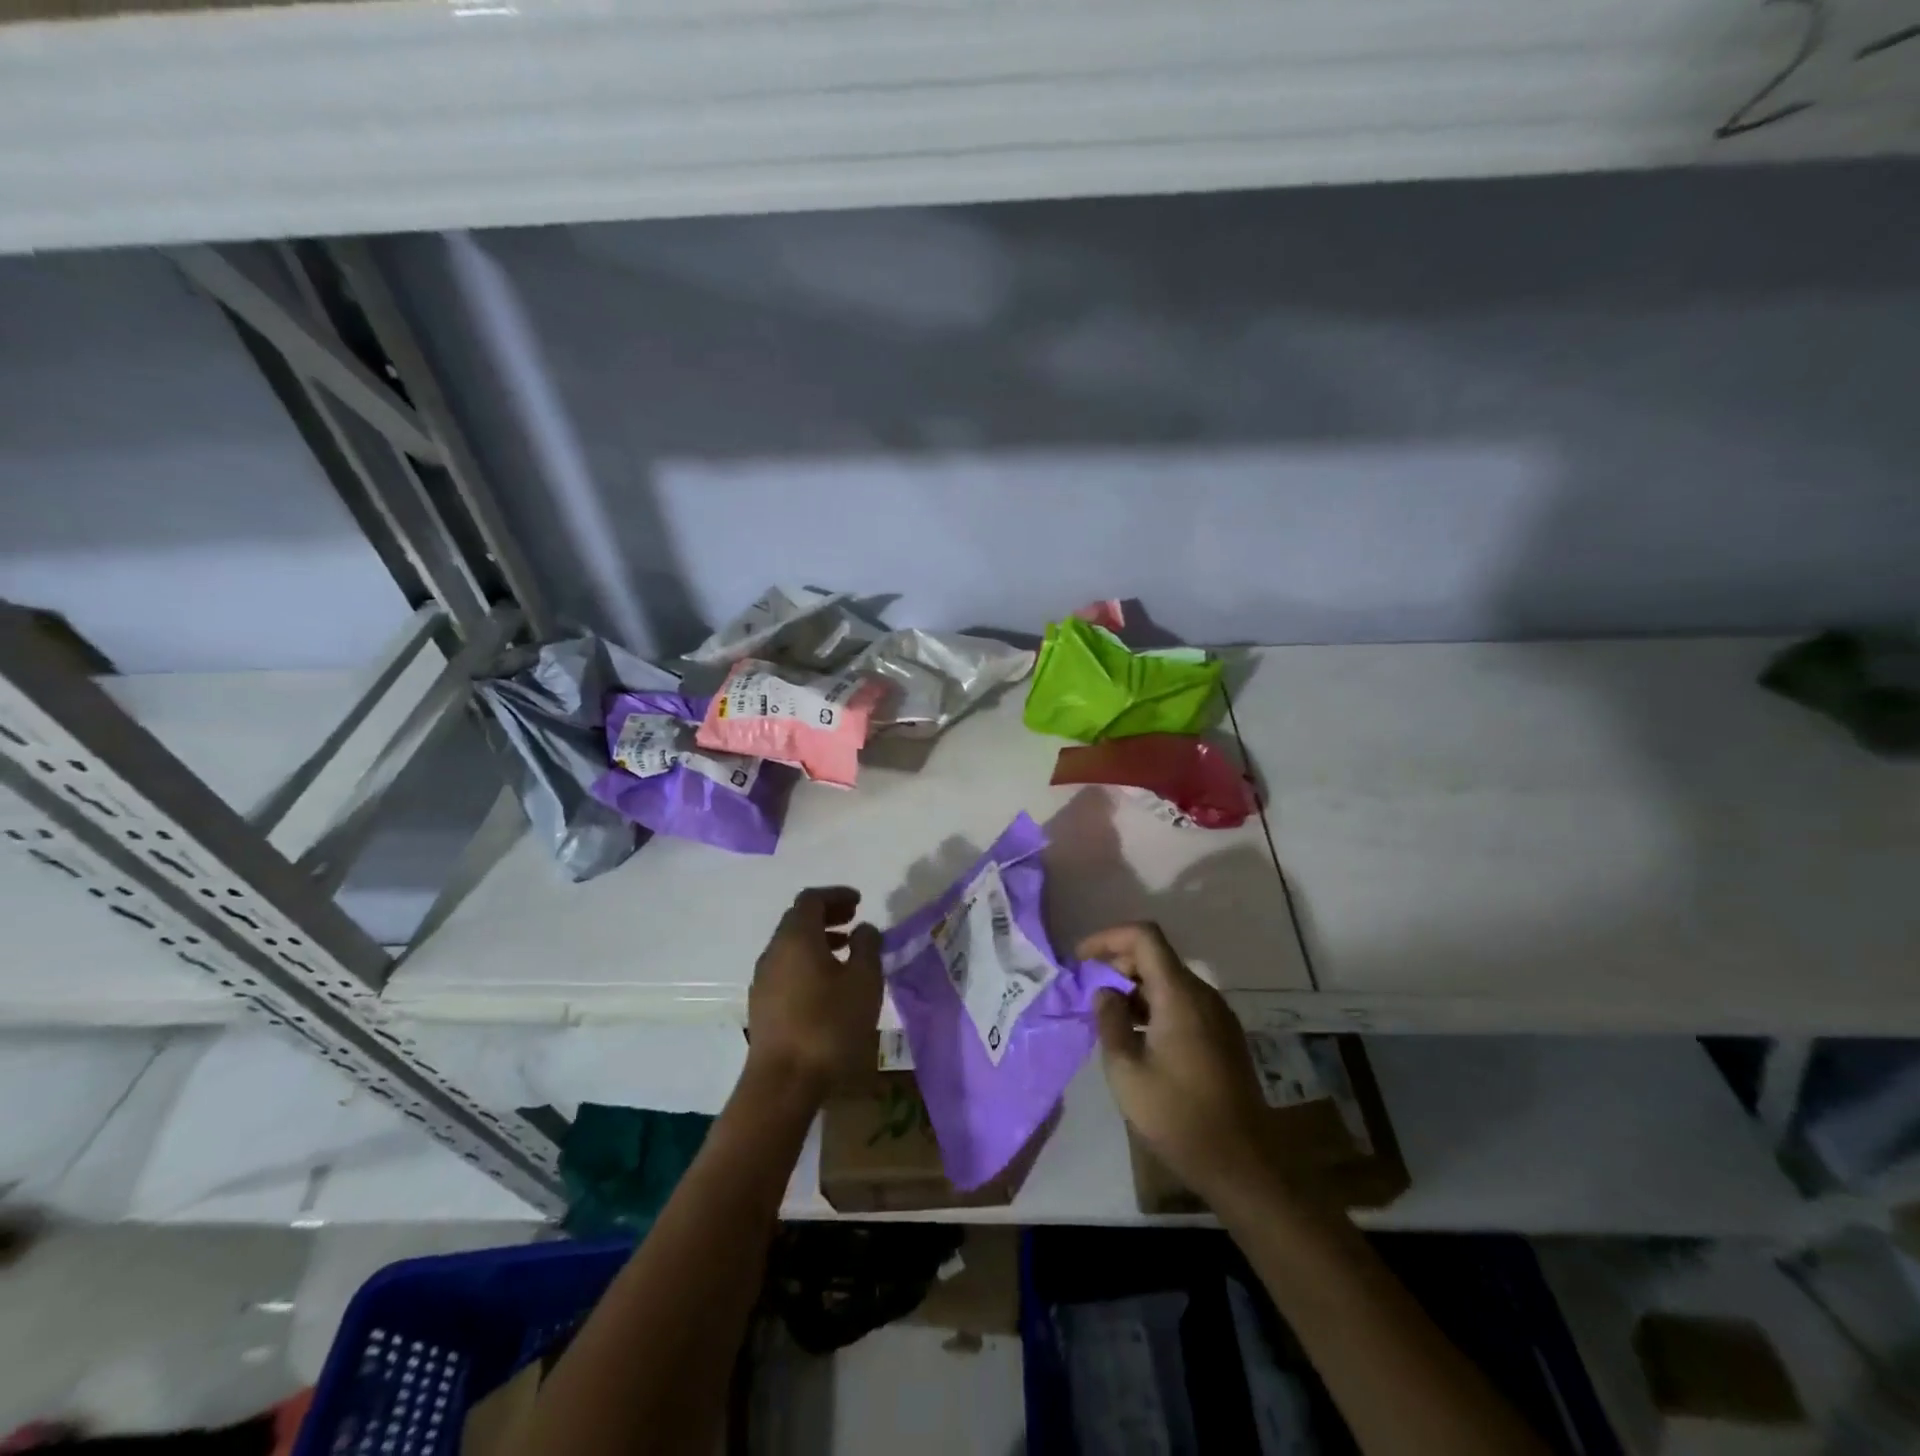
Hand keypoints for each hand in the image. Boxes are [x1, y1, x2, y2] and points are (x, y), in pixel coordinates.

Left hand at [746, 886, 883, 1103]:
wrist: (783, 1082)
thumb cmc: (829, 1025)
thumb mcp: (864, 981)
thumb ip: (867, 947)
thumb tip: (864, 929)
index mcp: (796, 937)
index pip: (811, 899)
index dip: (836, 895)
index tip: (859, 902)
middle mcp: (774, 951)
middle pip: (798, 920)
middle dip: (827, 915)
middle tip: (854, 921)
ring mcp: (763, 979)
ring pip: (791, 946)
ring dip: (818, 940)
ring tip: (846, 952)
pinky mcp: (762, 1005)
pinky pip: (786, 968)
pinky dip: (807, 962)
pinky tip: (828, 984)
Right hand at [1082, 922, 1272, 1204]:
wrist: (1241, 1165)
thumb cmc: (1177, 1116)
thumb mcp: (1126, 1071)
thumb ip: (1110, 1021)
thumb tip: (1104, 992)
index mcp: (1179, 995)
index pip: (1144, 937)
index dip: (1108, 938)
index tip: (1081, 960)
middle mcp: (1202, 995)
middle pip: (1156, 956)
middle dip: (1117, 965)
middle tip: (1089, 994)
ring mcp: (1217, 1016)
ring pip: (1169, 980)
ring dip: (1135, 988)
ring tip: (1107, 1019)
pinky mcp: (1223, 1036)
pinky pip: (1183, 1003)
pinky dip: (1154, 1006)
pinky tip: (1137, 1038)